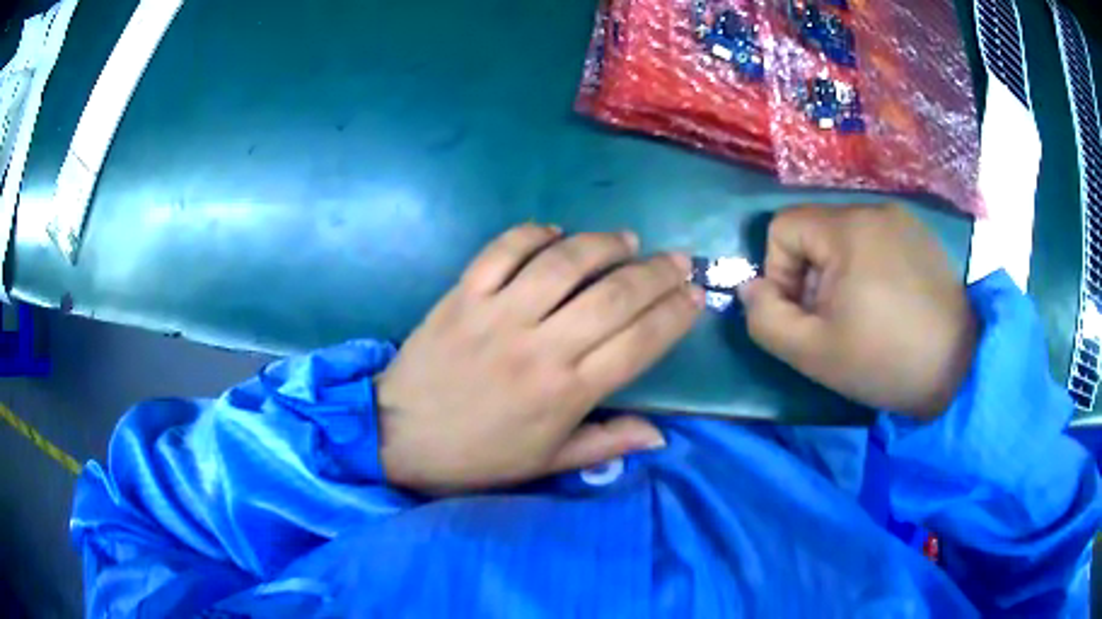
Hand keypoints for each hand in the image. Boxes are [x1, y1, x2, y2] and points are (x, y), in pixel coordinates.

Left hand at [375, 225, 704, 493]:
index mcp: (565, 393)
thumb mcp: (544, 463)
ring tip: (626, 241)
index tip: (695, 296)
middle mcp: (539, 346)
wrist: (398, 436)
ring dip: (602, 244)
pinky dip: (532, 234)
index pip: (638, 343)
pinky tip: (554, 233)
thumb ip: (605, 444)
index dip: (674, 315)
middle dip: (656, 273)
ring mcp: (497, 314)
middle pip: (613, 296)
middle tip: (677, 260)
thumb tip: (661, 435)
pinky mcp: (462, 295)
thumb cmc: (477, 457)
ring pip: (563, 263)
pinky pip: (502, 251)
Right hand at [739, 204, 976, 417]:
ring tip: (863, 314)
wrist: (958, 367)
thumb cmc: (885, 360)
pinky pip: (874, 239)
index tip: (804, 314)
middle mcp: (873, 208)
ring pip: (844, 235)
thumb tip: (750, 288)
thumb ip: (766, 319)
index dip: (779, 272)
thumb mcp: (812, 353)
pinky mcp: (919, 234)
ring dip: (838, 273)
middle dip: (811, 276)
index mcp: (847, 228)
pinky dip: (867, 266)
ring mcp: (901, 218)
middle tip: (834, 321)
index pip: (782, 226)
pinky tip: (888, 302)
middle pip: (814, 231)